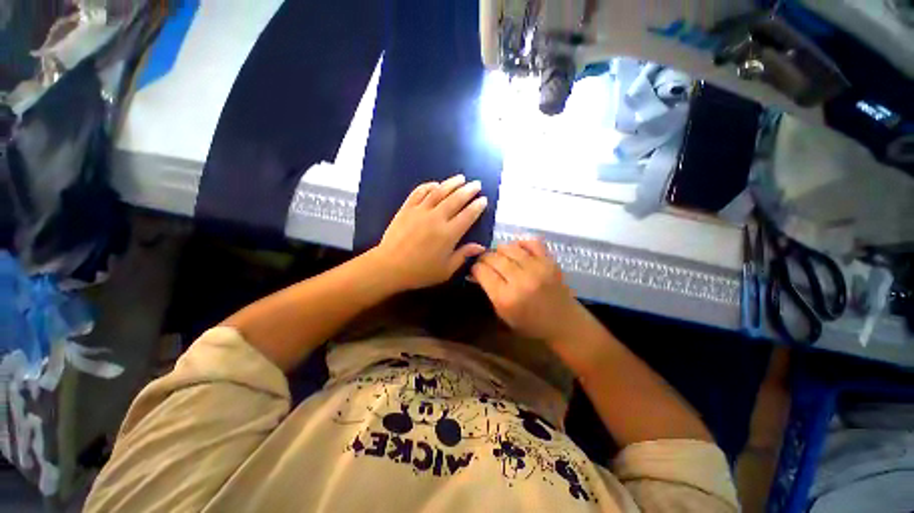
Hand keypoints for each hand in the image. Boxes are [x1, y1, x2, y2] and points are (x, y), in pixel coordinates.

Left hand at [372, 175, 488, 290]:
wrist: (389, 267)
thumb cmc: (420, 272)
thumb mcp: (446, 270)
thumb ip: (463, 255)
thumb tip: (481, 246)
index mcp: (449, 234)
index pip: (468, 215)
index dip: (477, 206)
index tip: (483, 199)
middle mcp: (436, 218)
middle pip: (456, 199)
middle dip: (468, 190)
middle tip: (476, 184)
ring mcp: (420, 211)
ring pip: (439, 192)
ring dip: (451, 183)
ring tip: (461, 178)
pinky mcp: (406, 209)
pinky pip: (419, 192)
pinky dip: (428, 186)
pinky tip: (435, 184)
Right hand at [471, 239, 584, 341]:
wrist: (563, 322)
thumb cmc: (530, 324)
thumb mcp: (503, 314)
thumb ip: (489, 291)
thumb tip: (476, 271)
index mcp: (506, 298)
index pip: (482, 271)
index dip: (475, 268)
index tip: (475, 269)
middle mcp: (521, 280)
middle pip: (493, 258)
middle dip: (484, 258)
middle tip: (485, 263)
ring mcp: (537, 268)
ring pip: (509, 248)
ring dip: (499, 250)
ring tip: (500, 257)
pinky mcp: (550, 261)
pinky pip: (531, 242)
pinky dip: (520, 244)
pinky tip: (517, 251)